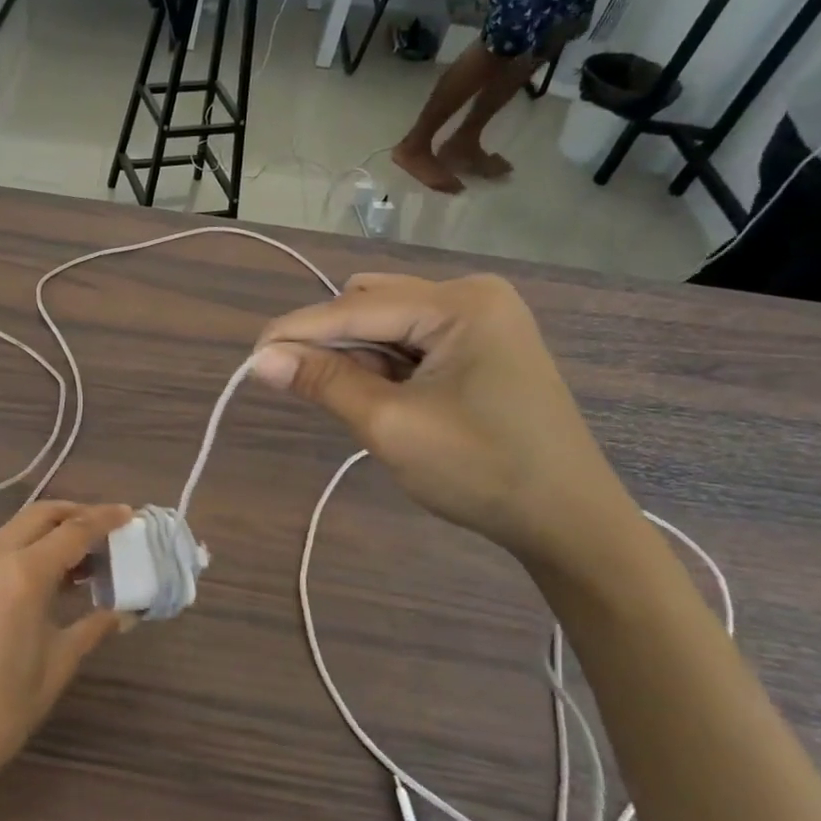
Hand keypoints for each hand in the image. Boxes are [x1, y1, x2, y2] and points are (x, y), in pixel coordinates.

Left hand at [0, 501, 132, 806]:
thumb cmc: (0, 708)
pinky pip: (3, 545)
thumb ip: (92, 628)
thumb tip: (124, 613)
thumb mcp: (56, 666)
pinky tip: (54, 574)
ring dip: (53, 530)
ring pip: (20, 527)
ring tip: (88, 556)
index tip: (130, 514)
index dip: (104, 519)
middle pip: (42, 515)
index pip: (73, 530)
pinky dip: (31, 546)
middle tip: (109, 530)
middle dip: (77, 514)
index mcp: (23, 573)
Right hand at [251, 274, 640, 571]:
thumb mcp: (391, 426)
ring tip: (349, 400)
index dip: (297, 331)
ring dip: (355, 354)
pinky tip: (377, 396)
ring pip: (387, 322)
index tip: (249, 358)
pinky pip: (410, 342)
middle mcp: (471, 296)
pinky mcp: (480, 346)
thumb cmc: (482, 472)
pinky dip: (382, 365)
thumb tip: (260, 360)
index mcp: (460, 304)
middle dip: (329, 342)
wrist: (570, 524)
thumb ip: (324, 383)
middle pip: (370, 303)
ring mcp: (481, 320)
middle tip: (300, 386)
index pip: (356, 307)